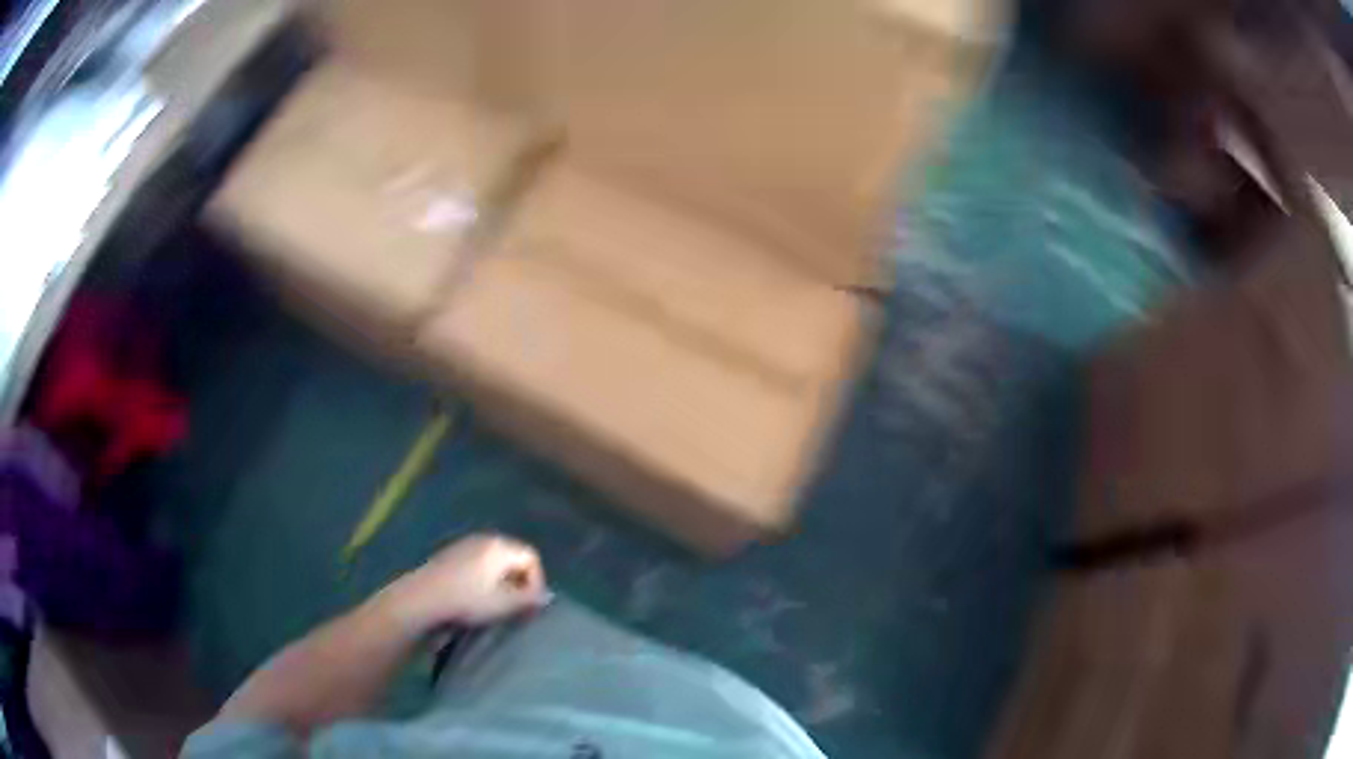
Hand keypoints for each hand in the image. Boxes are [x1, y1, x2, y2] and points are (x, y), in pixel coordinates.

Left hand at [379, 534, 547, 633]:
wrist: (423, 597)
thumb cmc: (468, 600)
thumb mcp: (504, 604)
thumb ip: (529, 599)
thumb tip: (546, 596)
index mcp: (500, 546)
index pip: (531, 557)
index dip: (537, 581)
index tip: (530, 603)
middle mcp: (485, 538)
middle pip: (513, 556)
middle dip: (520, 580)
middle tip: (517, 604)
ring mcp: (465, 543)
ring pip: (495, 560)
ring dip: (502, 580)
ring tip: (497, 602)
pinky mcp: (451, 553)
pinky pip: (478, 562)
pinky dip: (485, 577)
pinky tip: (476, 595)